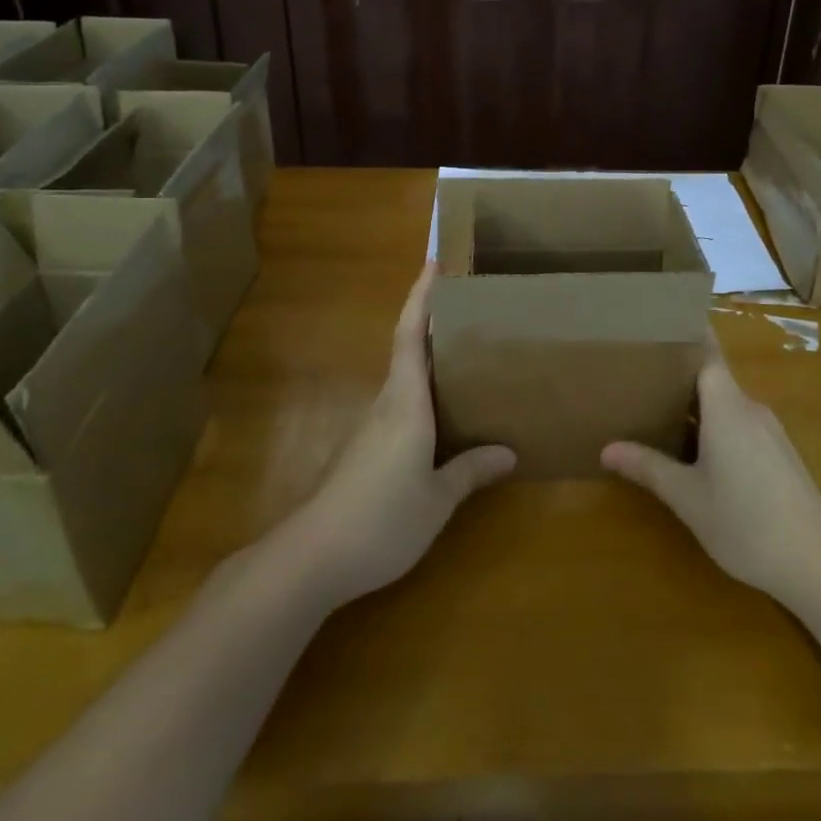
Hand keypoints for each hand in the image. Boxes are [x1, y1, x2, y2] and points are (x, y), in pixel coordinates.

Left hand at [288, 263, 515, 608]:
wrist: (312, 558)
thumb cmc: (381, 519)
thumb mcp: (436, 499)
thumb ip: (470, 471)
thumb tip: (508, 452)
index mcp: (405, 403)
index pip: (411, 335)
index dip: (421, 297)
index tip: (434, 262)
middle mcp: (387, 405)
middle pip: (407, 350)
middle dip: (432, 321)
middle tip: (472, 308)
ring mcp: (371, 428)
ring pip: (404, 380)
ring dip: (429, 360)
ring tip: (468, 356)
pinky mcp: (365, 451)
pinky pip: (401, 407)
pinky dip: (424, 394)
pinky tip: (445, 415)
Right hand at [602, 337, 820, 608]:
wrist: (817, 562)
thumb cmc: (745, 521)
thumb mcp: (687, 496)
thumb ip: (648, 467)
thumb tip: (606, 449)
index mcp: (727, 406)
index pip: (706, 352)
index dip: (684, 336)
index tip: (656, 325)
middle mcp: (750, 408)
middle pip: (712, 378)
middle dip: (678, 375)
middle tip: (638, 375)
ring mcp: (769, 432)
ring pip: (726, 405)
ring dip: (696, 406)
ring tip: (657, 411)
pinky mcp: (779, 454)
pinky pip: (739, 425)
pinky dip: (714, 427)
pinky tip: (695, 452)